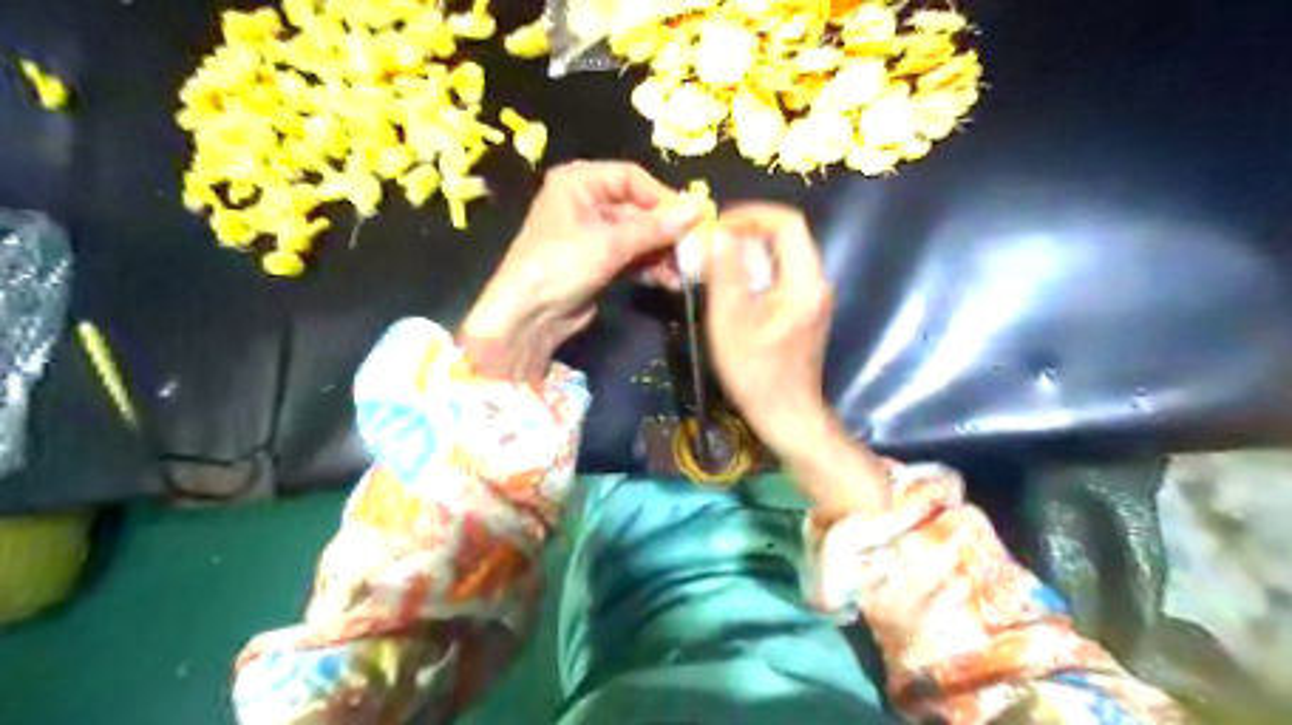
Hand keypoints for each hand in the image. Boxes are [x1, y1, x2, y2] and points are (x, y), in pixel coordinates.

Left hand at [458, 161, 702, 379]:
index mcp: (580, 182)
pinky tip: (670, 281)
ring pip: (639, 236)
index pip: (632, 178)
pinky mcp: (599, 262)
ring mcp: (593, 234)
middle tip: (693, 251)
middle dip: (665, 232)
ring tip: (684, 272)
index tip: (691, 219)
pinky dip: (650, 267)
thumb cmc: (562, 265)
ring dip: (662, 253)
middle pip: (639, 209)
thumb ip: (657, 228)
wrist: (528, 316)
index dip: (662, 197)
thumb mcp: (611, 243)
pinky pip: (633, 257)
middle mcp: (587, 202)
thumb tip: (701, 207)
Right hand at [704, 203, 895, 519]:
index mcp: (804, 280)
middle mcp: (816, 282)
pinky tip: (732, 290)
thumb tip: (719, 233)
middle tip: (710, 245)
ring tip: (715, 264)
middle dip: (746, 233)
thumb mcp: (731, 322)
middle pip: (785, 238)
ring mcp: (813, 298)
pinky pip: (781, 277)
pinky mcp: (805, 311)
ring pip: (781, 257)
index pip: (787, 222)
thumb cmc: (756, 374)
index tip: (718, 225)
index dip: (752, 214)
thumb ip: (725, 274)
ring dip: (748, 254)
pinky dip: (755, 273)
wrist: (787, 416)